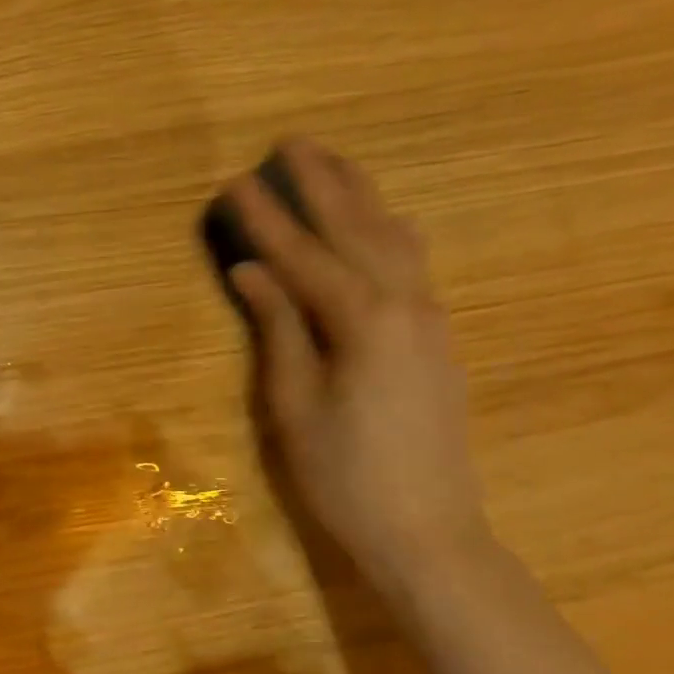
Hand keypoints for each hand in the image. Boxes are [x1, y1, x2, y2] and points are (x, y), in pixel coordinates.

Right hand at [227, 139, 489, 584]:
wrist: (427, 531)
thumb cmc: (344, 476)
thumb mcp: (294, 406)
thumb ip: (278, 330)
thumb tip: (251, 273)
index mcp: (363, 321)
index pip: (303, 256)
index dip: (266, 219)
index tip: (235, 182)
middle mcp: (406, 305)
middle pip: (359, 229)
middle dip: (323, 185)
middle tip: (293, 143)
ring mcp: (431, 321)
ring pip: (395, 240)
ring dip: (361, 199)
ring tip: (335, 167)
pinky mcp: (438, 341)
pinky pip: (412, 265)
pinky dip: (387, 233)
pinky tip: (381, 226)